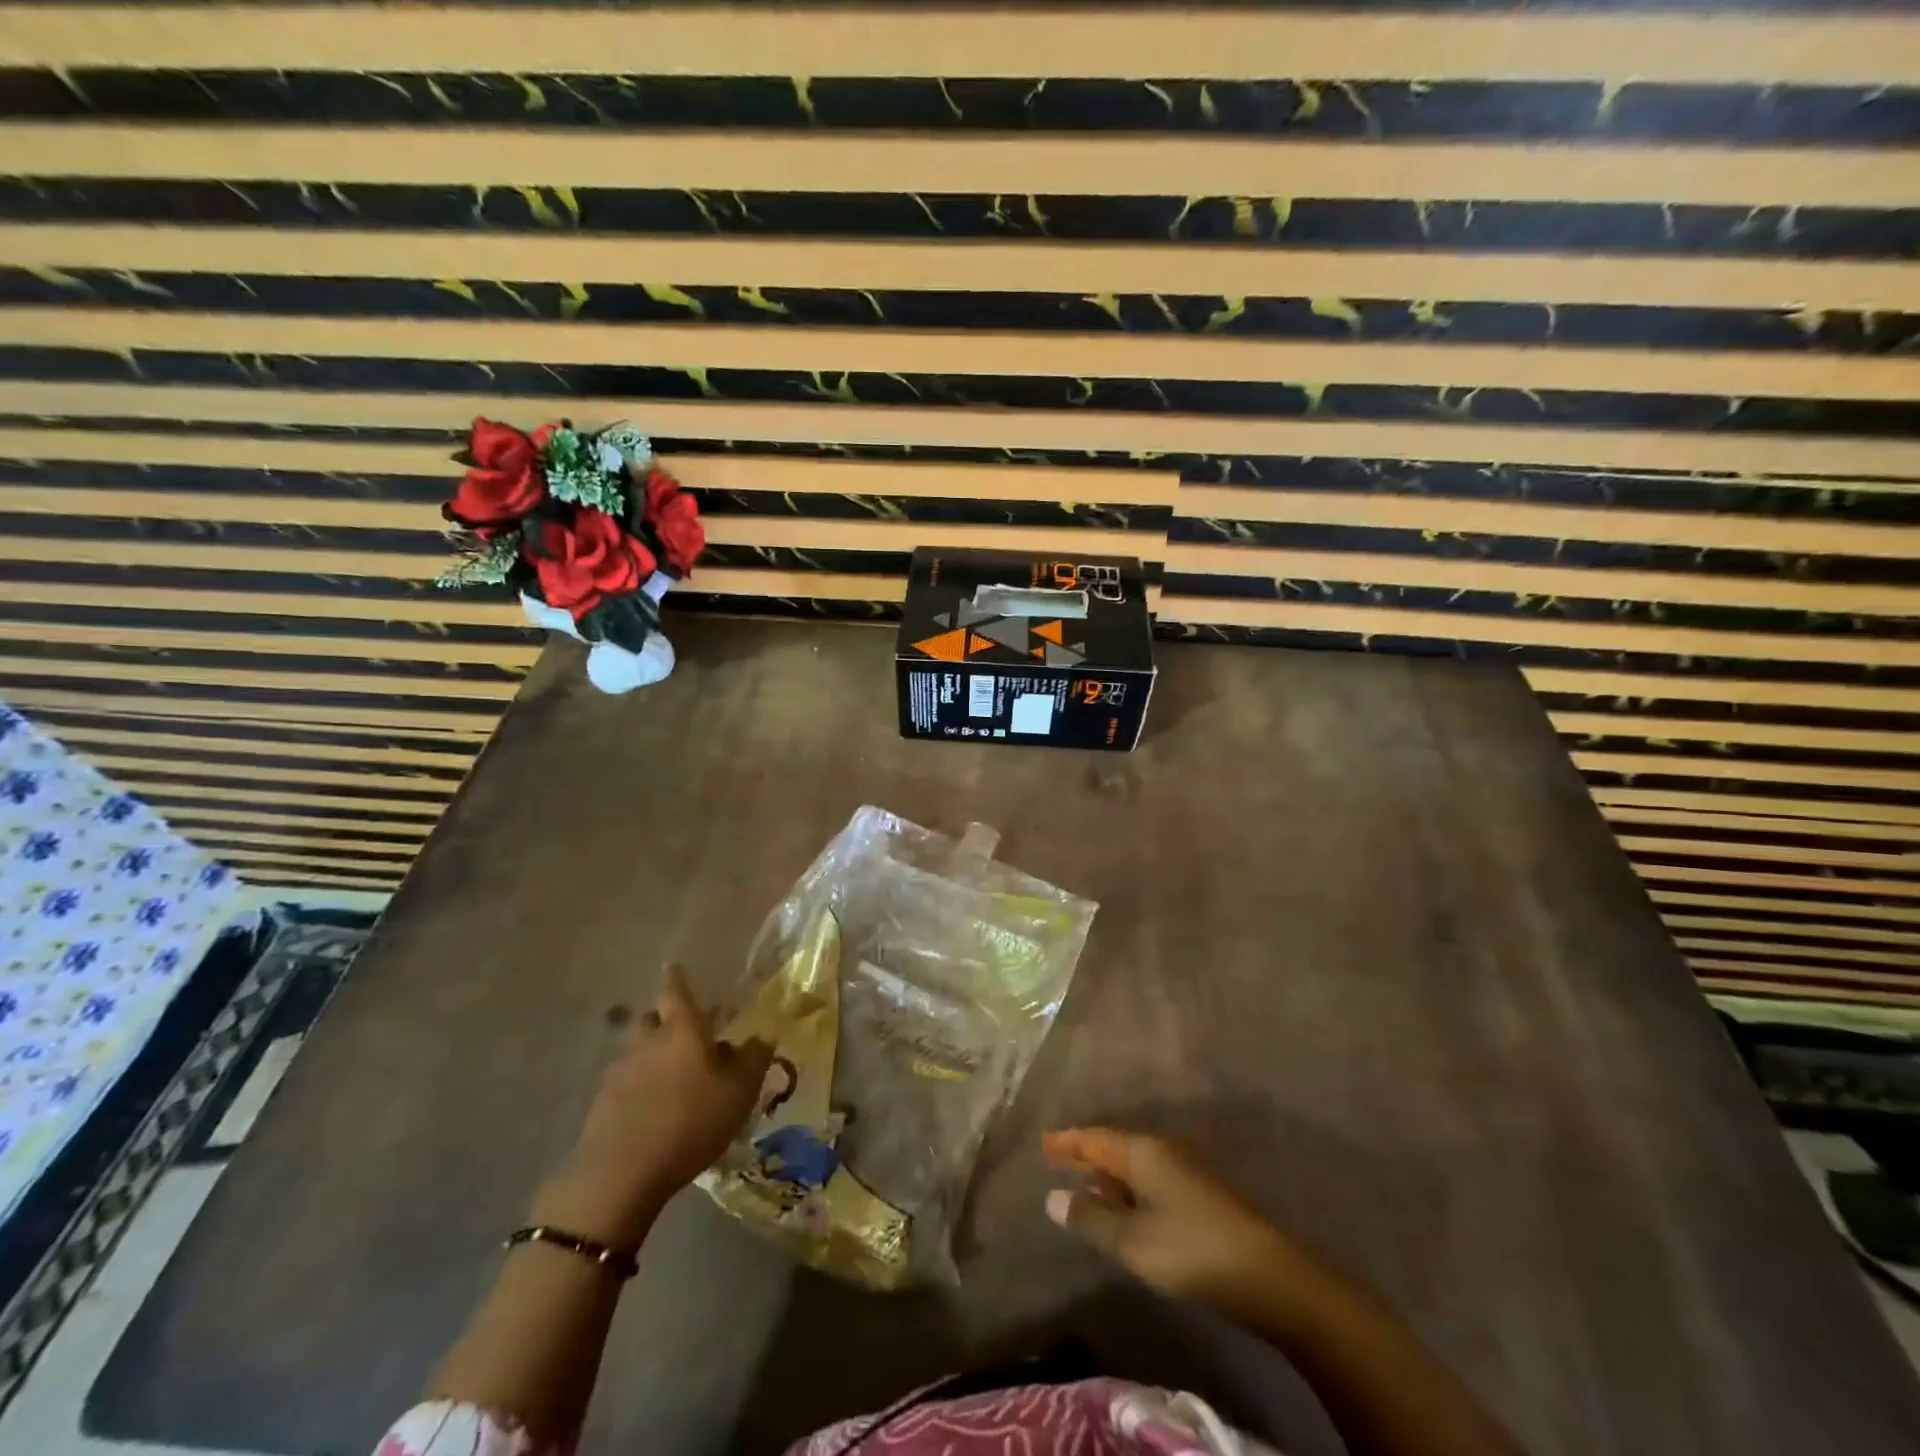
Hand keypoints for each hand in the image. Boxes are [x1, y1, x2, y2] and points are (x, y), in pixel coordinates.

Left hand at [536, 966, 770, 1249]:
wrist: (620, 1175)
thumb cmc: (690, 1122)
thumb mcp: (739, 1093)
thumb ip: (754, 1060)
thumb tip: (763, 1035)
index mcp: (681, 1029)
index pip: (675, 990)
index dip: (677, 978)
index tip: (674, 967)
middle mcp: (647, 1041)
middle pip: (653, 1019)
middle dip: (667, 1021)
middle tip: (687, 1033)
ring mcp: (619, 1071)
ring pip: (639, 1052)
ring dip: (654, 1057)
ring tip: (674, 1078)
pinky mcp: (602, 1103)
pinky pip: (626, 1083)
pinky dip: (640, 1087)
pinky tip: (653, 1110)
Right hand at [1044, 1127, 1304, 1316]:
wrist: (1270, 1276)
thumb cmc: (1191, 1249)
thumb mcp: (1132, 1240)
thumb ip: (1091, 1219)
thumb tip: (1053, 1197)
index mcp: (1144, 1151)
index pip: (1096, 1138)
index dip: (1069, 1141)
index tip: (1044, 1142)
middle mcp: (1165, 1152)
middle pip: (1117, 1149)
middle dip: (1088, 1157)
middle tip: (1058, 1163)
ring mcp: (1188, 1173)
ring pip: (1137, 1168)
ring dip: (1110, 1179)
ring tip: (1087, 1192)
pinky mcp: (1203, 1198)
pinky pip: (1153, 1184)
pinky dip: (1131, 1193)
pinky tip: (1128, 1215)